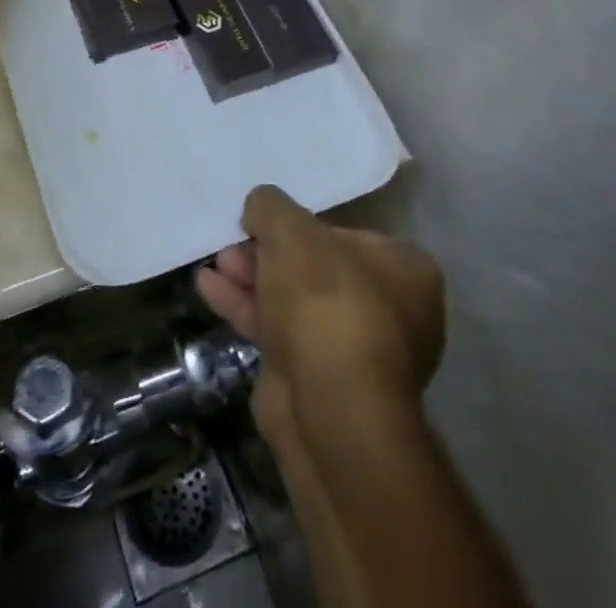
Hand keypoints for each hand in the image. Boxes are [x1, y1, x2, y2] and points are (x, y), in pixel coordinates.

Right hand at [197, 186, 446, 416]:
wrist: (330, 410)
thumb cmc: (325, 301)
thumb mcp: (290, 230)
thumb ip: (270, 206)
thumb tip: (260, 206)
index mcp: (406, 271)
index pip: (347, 233)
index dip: (301, 225)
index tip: (266, 222)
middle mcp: (391, 311)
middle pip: (316, 268)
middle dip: (268, 254)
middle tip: (234, 241)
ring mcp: (356, 352)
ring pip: (295, 302)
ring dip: (252, 279)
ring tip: (216, 262)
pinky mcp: (321, 383)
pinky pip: (280, 333)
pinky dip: (247, 309)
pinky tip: (209, 289)